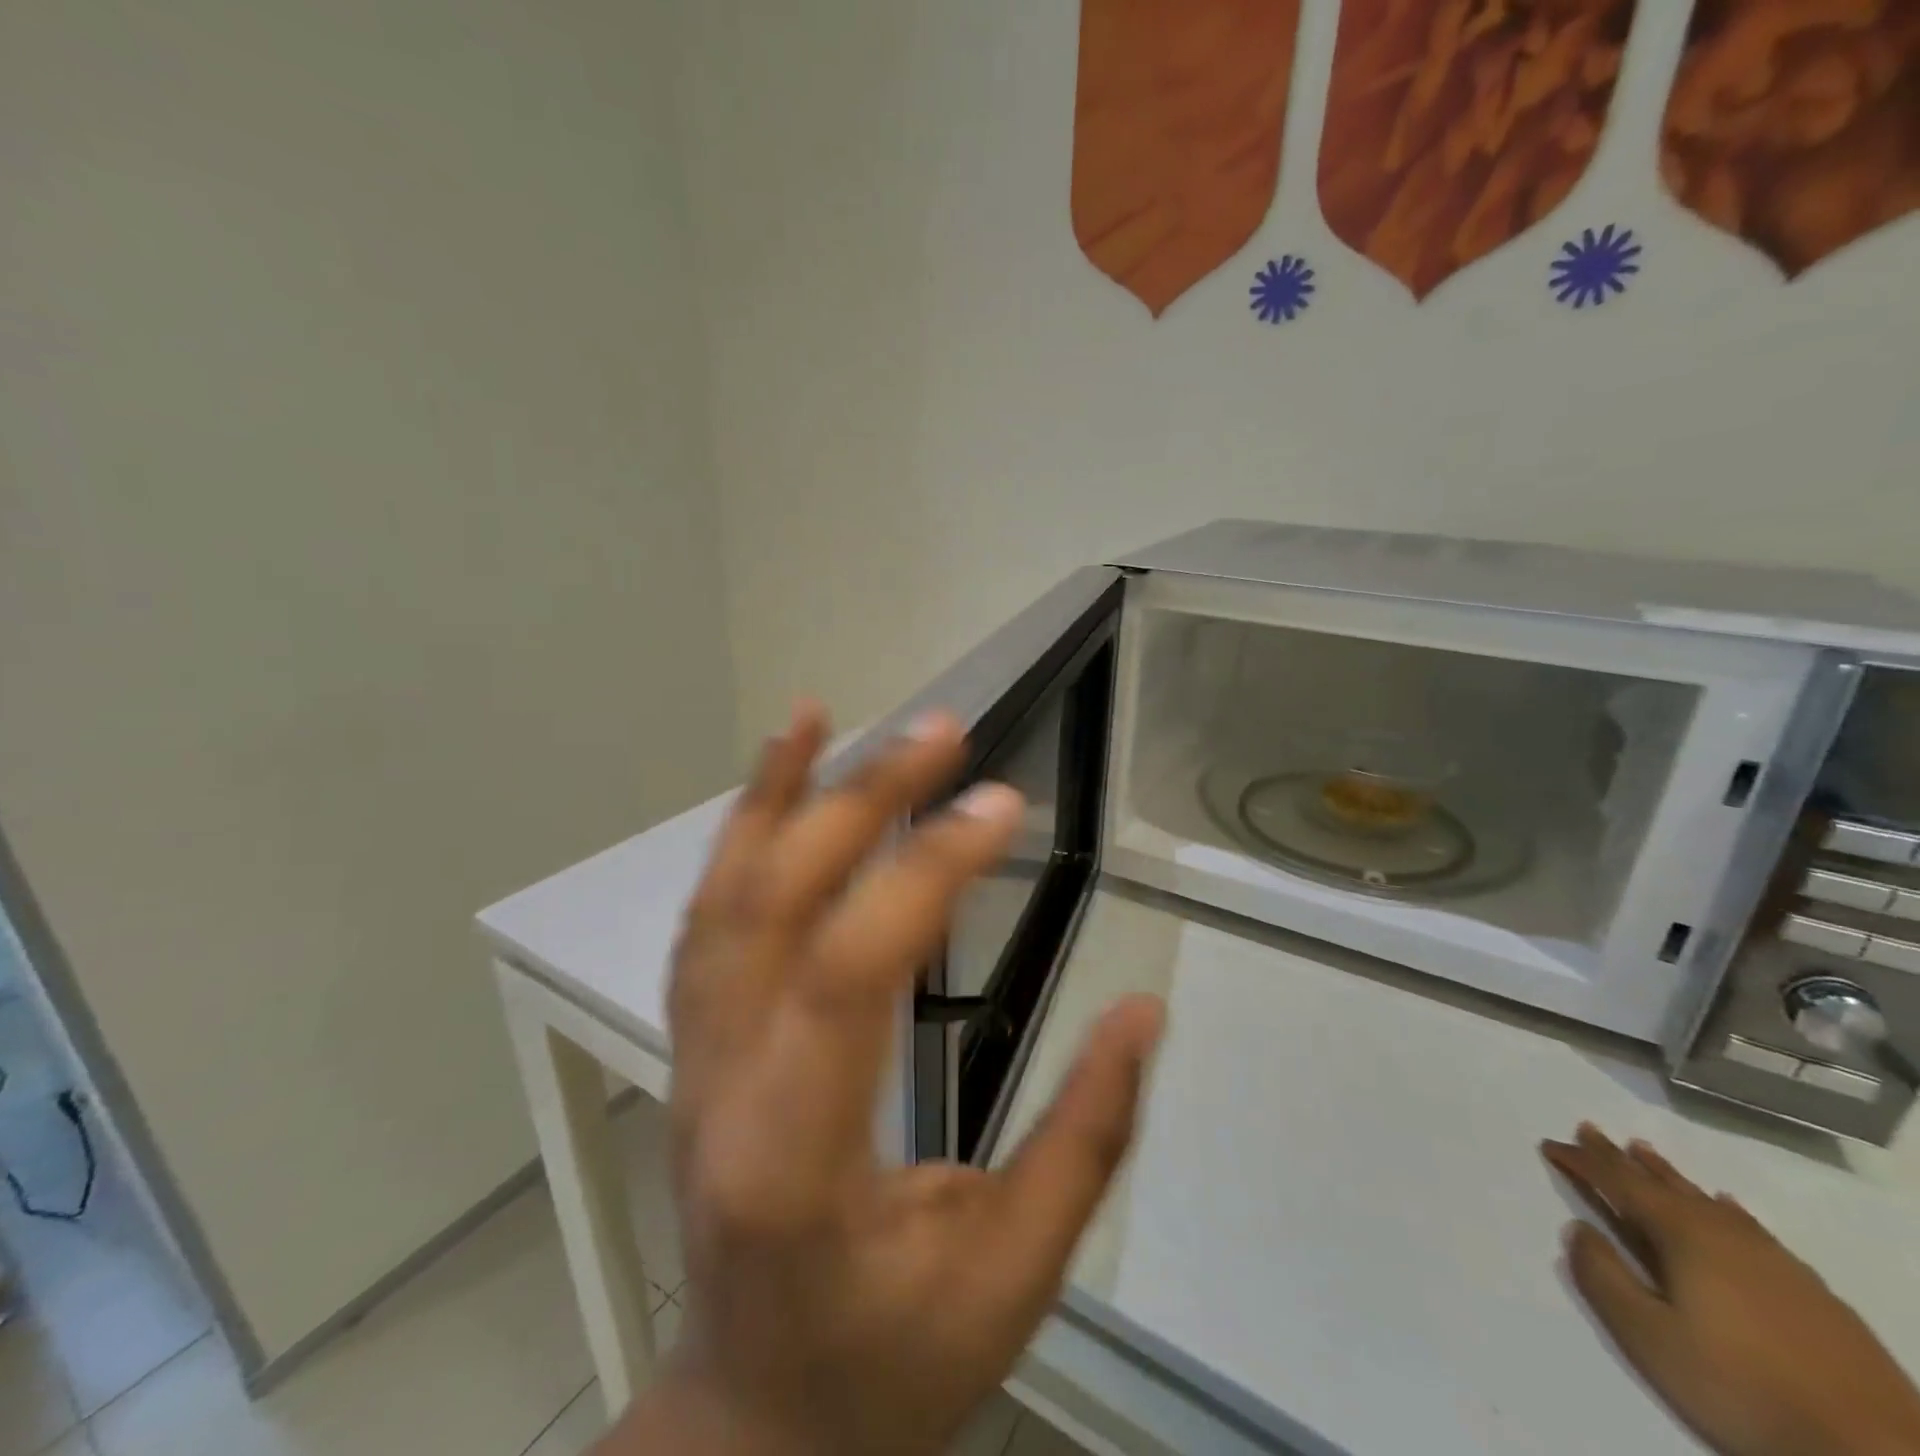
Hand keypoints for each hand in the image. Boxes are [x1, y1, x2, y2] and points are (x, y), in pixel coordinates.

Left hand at [627, 704, 1163, 1455]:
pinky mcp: (697, 1042)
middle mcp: (723, 1085)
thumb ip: (1084, 1139)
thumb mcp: (1010, 1275)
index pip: (850, 973)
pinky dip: (738, 838)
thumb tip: (1143, 1010)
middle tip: (939, 731)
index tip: (1002, 806)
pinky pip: (710, 921)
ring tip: (823, 717)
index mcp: (797, 1155)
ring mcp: (695, 1056)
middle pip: (777, 907)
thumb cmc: (887, 1362)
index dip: (929, 872)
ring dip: (775, 796)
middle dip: (861, 801)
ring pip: (723, 899)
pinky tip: (775, 784)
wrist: (753, 1416)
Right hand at [1542, 1124, 1919, 1455]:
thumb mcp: (1649, 1336)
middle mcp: (1725, 1233)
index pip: (1617, 1182)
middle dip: (1619, 1156)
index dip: (1580, 1160)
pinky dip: (1722, 1207)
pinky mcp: (1811, 1291)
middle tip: (1589, 1129)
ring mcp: (1776, 1261)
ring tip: (1644, 1153)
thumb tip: (1579, 1228)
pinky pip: (1749, 1227)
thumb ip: (1602, 1275)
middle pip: (1661, 1183)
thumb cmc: (1743, 1388)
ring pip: (1706, 1200)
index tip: (1549, 1144)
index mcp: (1682, 1235)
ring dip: (1668, 1175)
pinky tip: (1726, 1207)